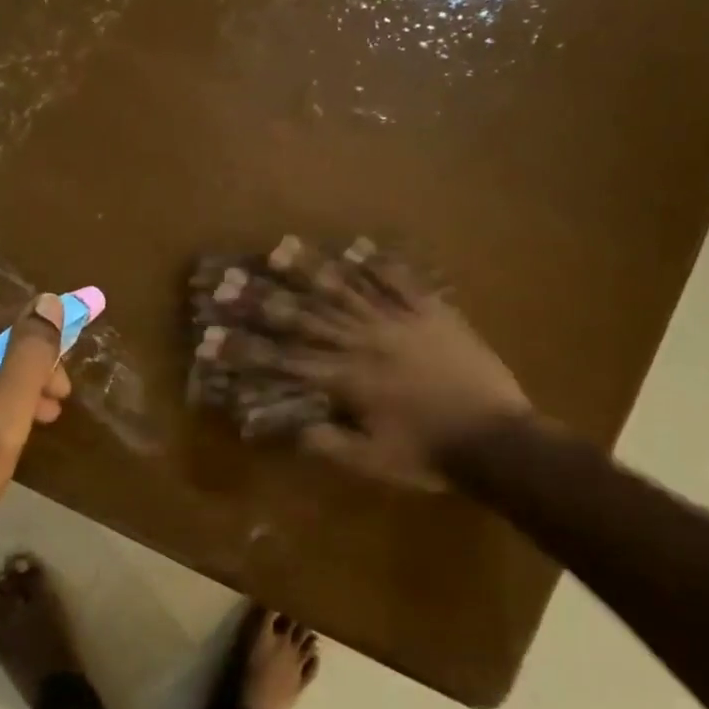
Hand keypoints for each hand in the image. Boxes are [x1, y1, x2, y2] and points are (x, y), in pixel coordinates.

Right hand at [205, 243, 528, 489]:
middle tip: (228, 280)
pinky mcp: (434, 313)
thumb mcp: (373, 462)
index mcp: (348, 380)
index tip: (210, 338)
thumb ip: (329, 443)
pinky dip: (380, 263)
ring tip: (280, 246)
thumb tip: (292, 425)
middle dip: (262, 299)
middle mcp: (366, 342)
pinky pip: (403, 281)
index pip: (284, 361)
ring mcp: (401, 322)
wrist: (498, 439)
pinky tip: (359, 246)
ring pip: (348, 289)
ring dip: (311, 268)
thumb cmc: (431, 456)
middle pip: (306, 316)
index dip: (244, 350)